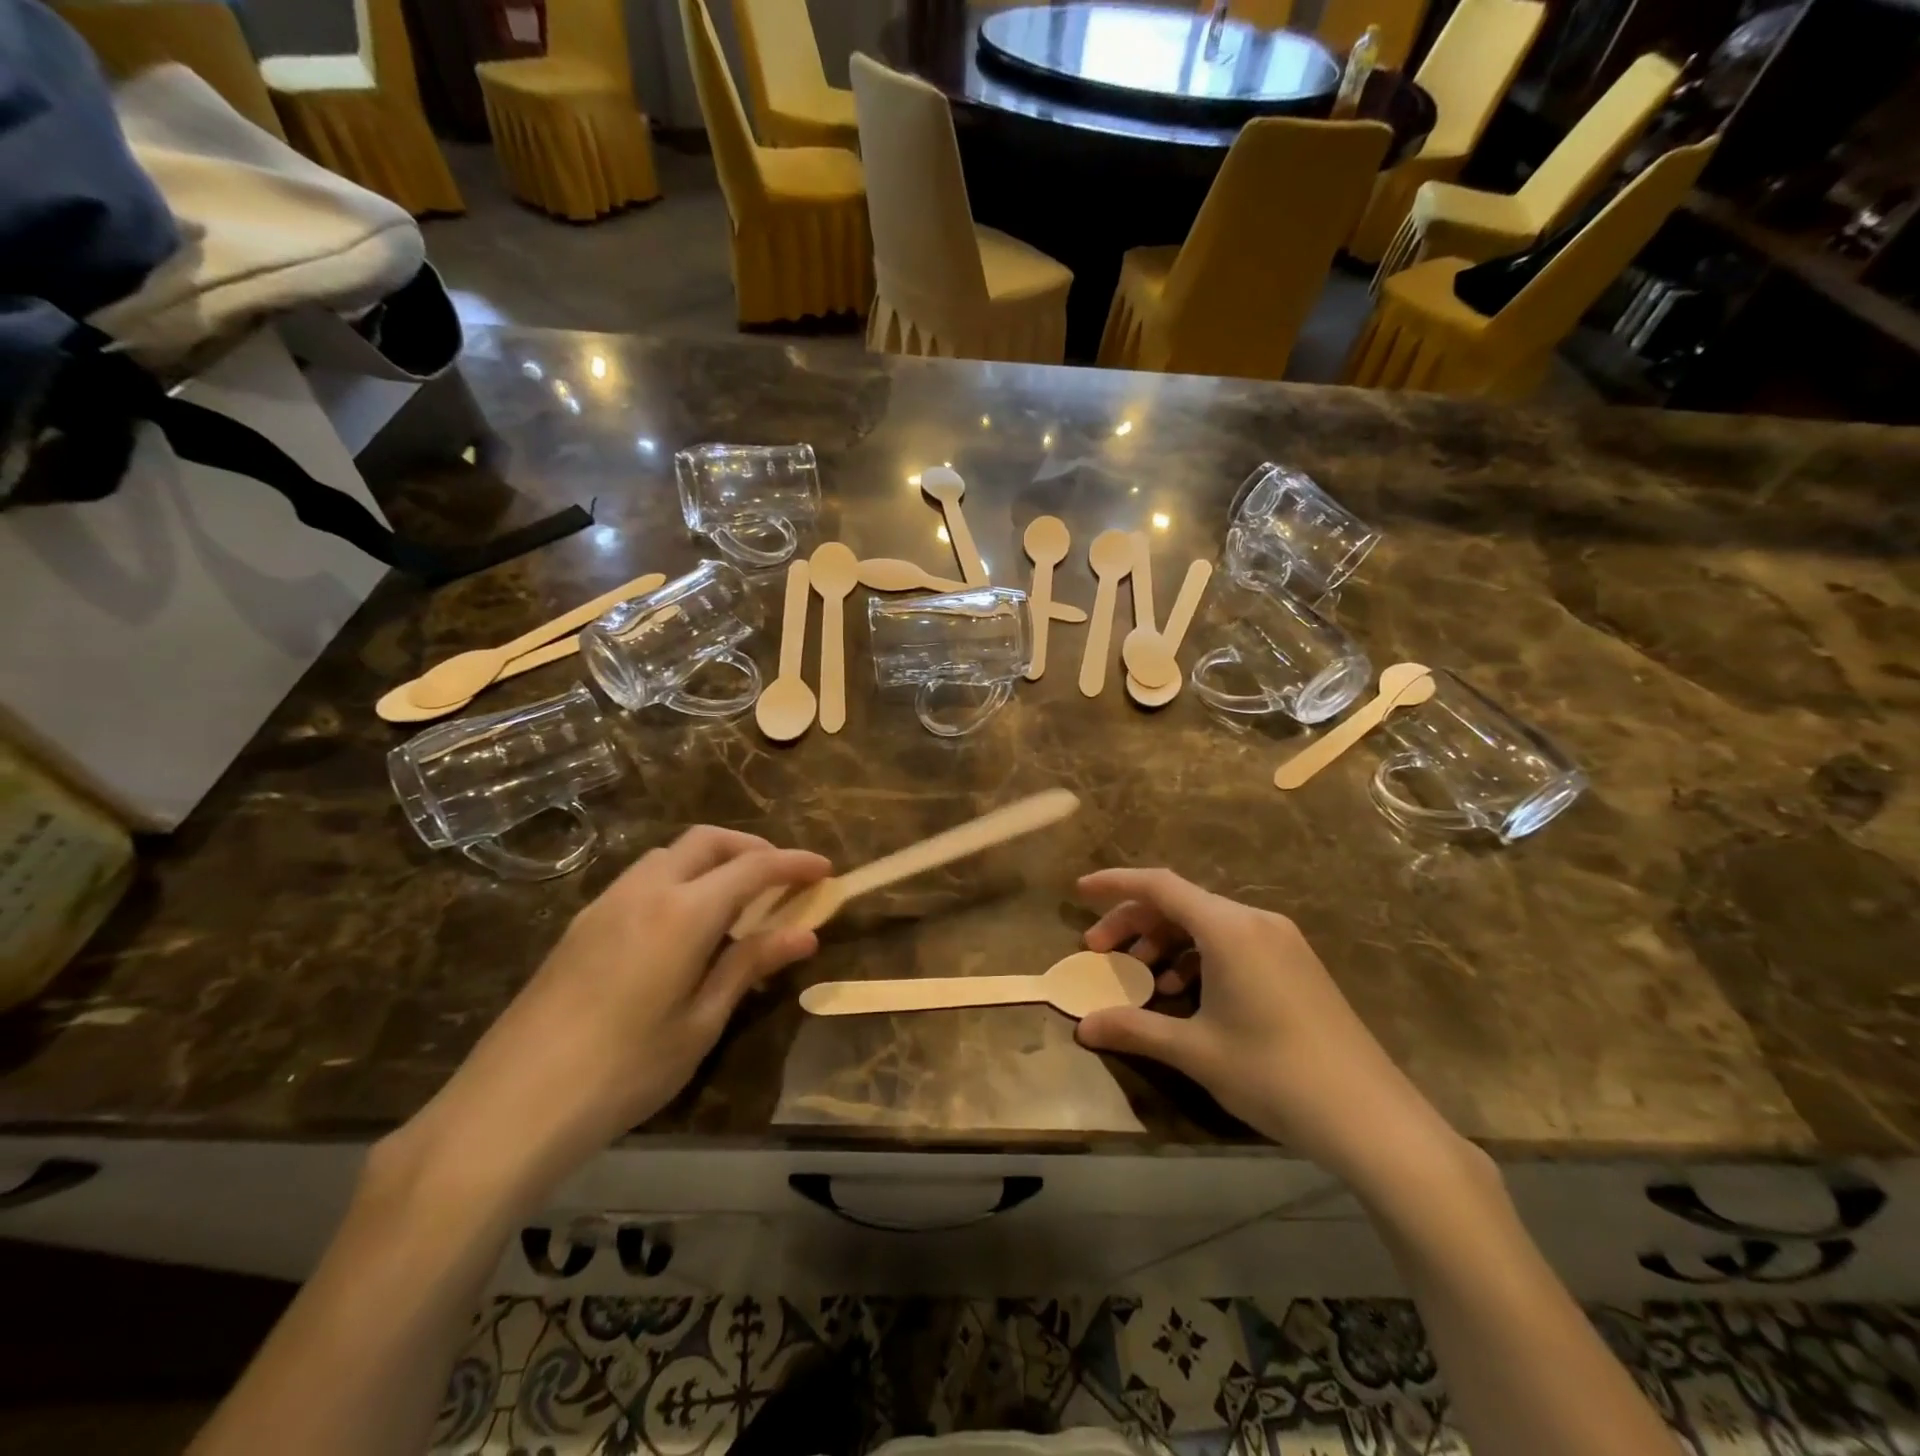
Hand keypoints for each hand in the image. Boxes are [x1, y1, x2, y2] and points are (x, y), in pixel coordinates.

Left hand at [397, 828, 829, 1208]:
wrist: (508, 1109)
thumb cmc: (623, 1072)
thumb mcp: (700, 1023)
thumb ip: (750, 966)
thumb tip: (804, 934)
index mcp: (683, 912)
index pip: (753, 868)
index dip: (794, 864)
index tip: (826, 869)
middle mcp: (645, 891)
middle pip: (708, 841)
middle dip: (752, 847)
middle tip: (782, 878)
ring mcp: (606, 903)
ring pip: (670, 854)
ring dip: (712, 859)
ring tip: (737, 900)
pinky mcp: (581, 924)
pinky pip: (643, 878)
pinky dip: (679, 878)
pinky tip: (684, 923)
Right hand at [1074, 868, 1455, 1185]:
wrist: (1373, 1120)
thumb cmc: (1274, 1075)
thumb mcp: (1195, 1052)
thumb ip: (1134, 1029)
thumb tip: (1083, 1027)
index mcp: (1229, 929)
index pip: (1159, 885)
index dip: (1114, 884)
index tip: (1079, 893)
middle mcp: (1255, 921)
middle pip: (1180, 903)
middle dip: (1134, 922)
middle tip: (1100, 953)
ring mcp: (1281, 942)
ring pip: (1207, 924)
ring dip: (1166, 942)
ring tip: (1143, 978)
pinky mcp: (1296, 965)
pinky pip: (1233, 943)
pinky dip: (1199, 957)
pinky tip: (1187, 993)